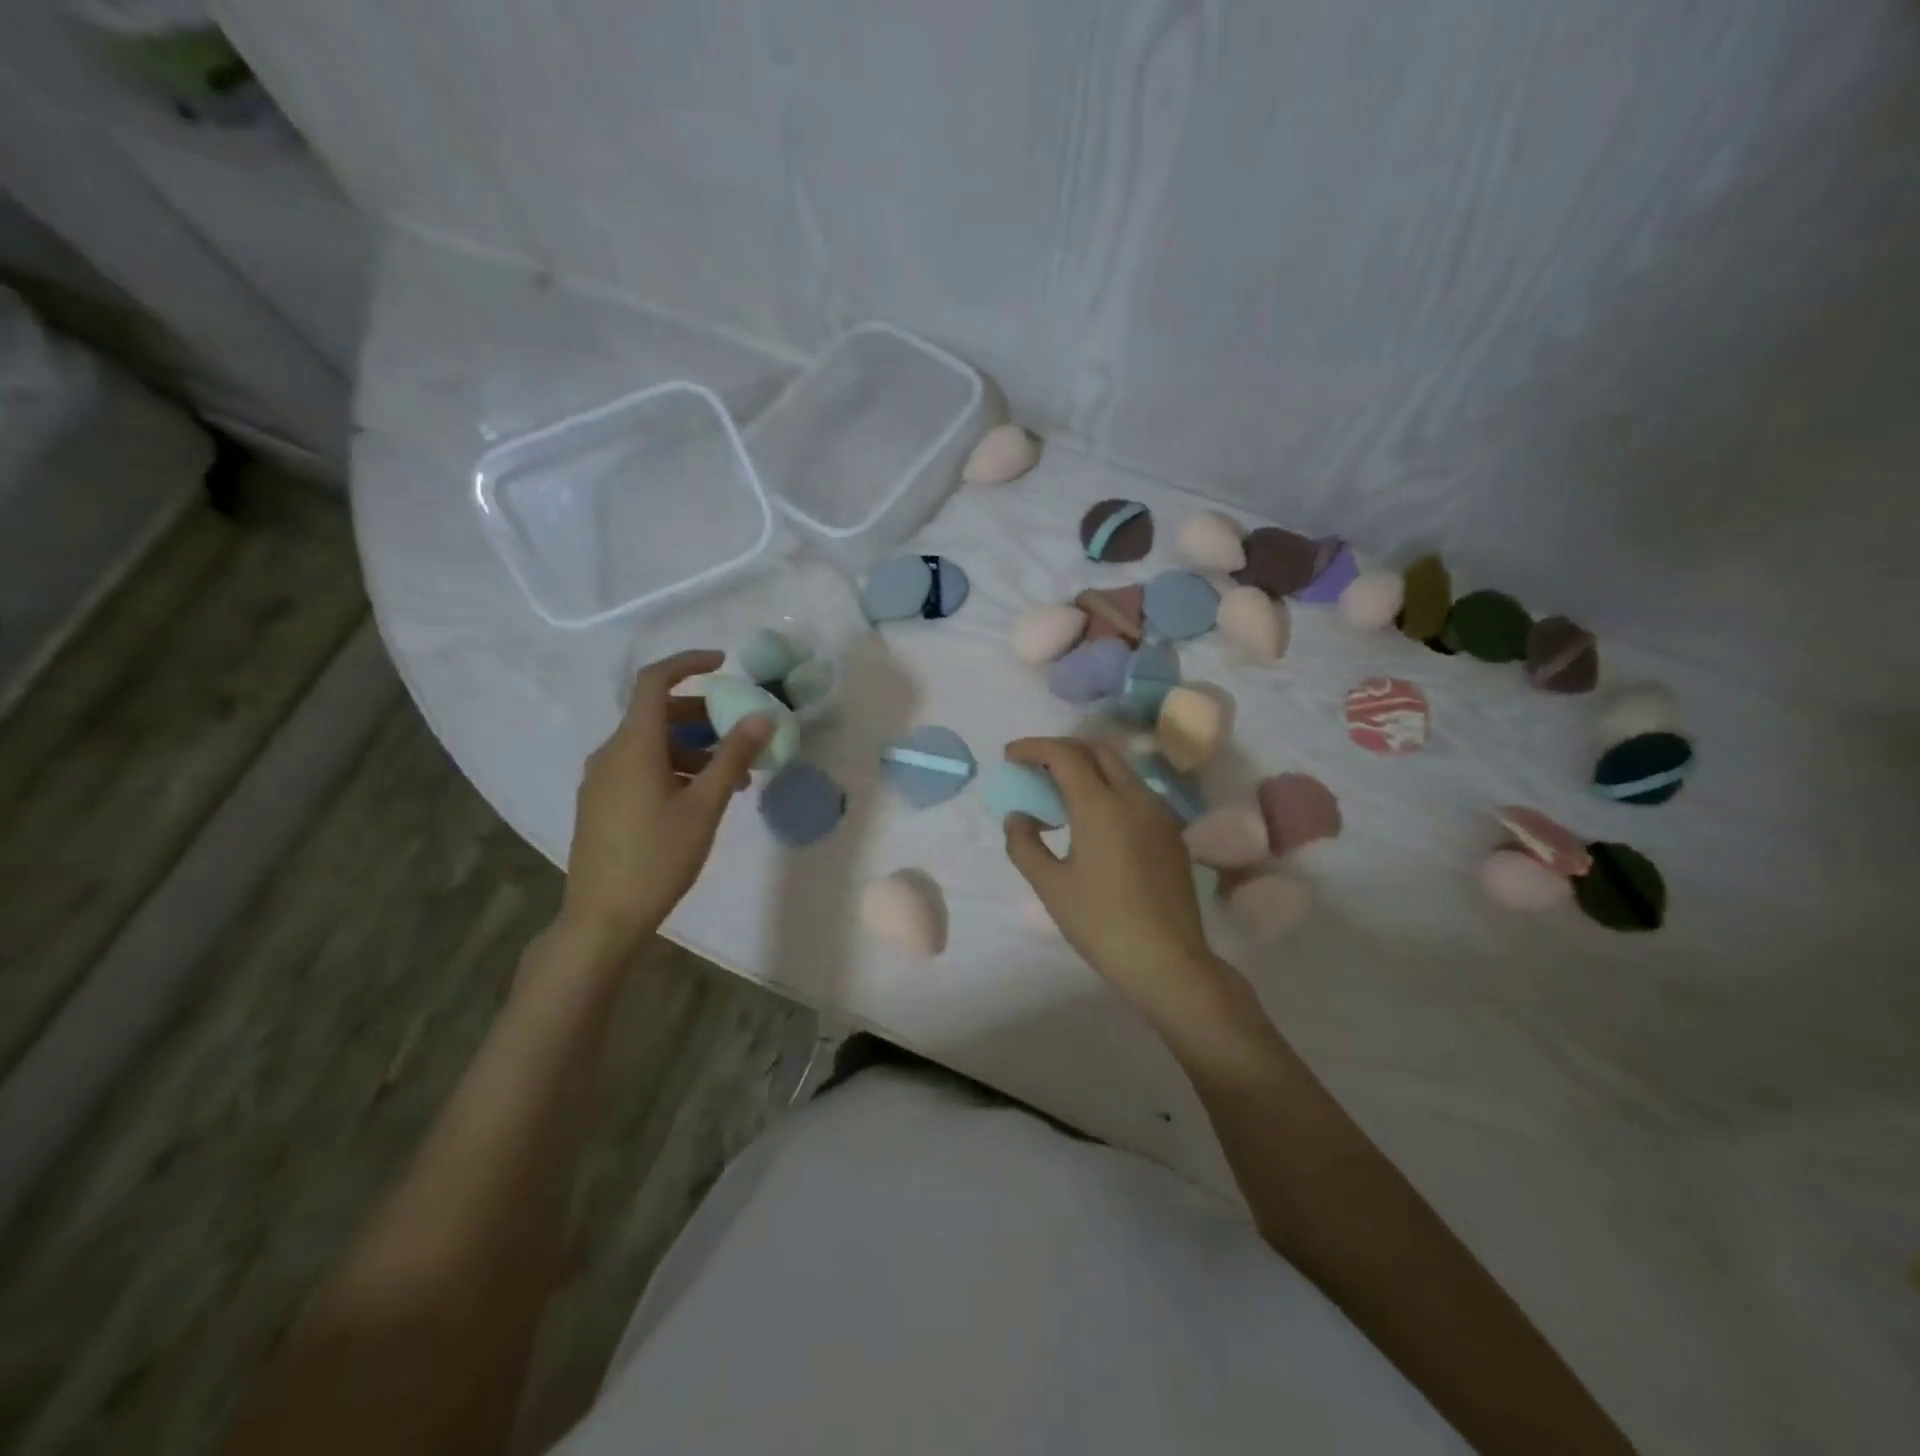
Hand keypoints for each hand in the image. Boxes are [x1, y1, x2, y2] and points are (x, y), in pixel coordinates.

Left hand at [558, 650, 770, 961]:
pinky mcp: (601, 802)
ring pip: (651, 744)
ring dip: (693, 748)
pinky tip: (700, 798)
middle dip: (702, 715)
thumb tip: (763, 715)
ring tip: (732, 778)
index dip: (688, 663)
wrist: (603, 918)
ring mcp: (601, 779)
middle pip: (656, 714)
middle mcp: (610, 753)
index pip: (654, 681)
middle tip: (741, 733)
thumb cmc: (658, 857)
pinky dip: (674, 767)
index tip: (724, 664)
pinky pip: (640, 767)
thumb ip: (734, 756)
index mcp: (633, 745)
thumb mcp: (706, 805)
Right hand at [1002, 737, 1239, 1036]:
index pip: (1064, 755)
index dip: (1034, 747)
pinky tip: (1093, 817)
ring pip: (1120, 769)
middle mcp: (1134, 797)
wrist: (1168, 960)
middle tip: (1034, 766)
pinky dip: (1108, 787)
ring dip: (1087, 766)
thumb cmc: (1101, 923)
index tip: (1010, 755)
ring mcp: (1159, 813)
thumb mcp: (1051, 886)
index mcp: (1101, 805)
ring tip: (1059, 790)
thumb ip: (1025, 845)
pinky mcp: (1171, 833)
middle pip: (1097, 750)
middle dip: (1062, 748)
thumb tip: (1018, 817)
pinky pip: (1135, 792)